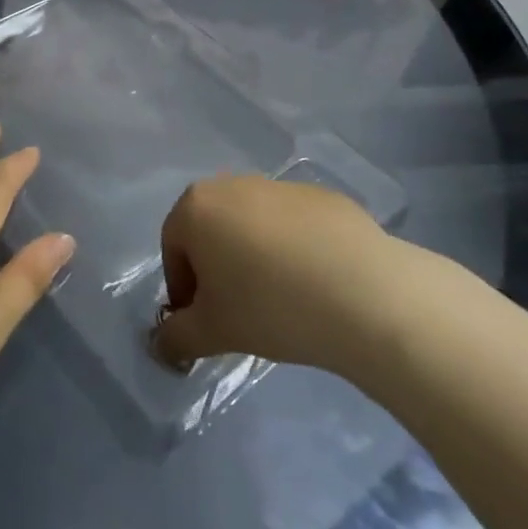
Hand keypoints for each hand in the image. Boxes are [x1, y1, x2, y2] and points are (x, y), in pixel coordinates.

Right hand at [153, 175, 414, 383]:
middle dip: (217, 269)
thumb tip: (162, 344)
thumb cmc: (270, 307)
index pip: (173, 249)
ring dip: (255, 257)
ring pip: (253, 225)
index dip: (183, 290)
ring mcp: (281, 186)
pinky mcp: (324, 197)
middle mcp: (232, 184)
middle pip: (212, 230)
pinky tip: (317, 286)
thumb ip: (176, 337)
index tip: (205, 323)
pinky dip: (295, 251)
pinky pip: (295, 226)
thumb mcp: (213, 332)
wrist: (365, 294)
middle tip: (239, 312)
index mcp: (196, 207)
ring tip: (282, 300)